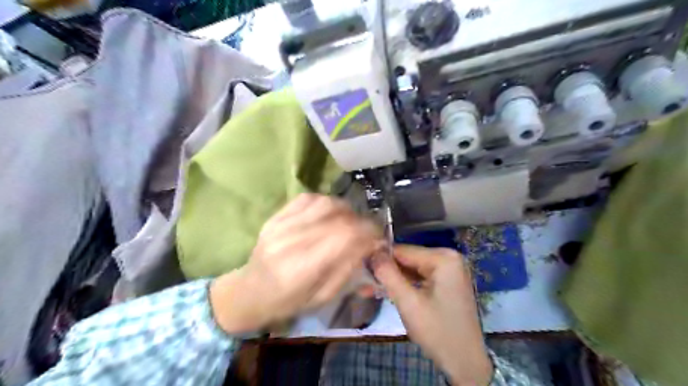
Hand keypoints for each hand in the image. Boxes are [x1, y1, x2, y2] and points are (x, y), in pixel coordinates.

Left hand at [210, 194, 381, 332]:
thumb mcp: (324, 297)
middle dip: (360, 221)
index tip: (378, 237)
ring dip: (345, 209)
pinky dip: (326, 202)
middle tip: (365, 231)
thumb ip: (349, 268)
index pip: (344, 236)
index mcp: (303, 268)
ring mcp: (281, 224)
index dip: (368, 231)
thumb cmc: (289, 301)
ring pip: (324, 203)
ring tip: (349, 221)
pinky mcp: (276, 216)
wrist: (251, 291)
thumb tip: (370, 244)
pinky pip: (308, 198)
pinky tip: (329, 214)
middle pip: (337, 216)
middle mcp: (291, 241)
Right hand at [374, 246, 491, 383]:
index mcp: (444, 258)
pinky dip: (404, 285)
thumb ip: (388, 274)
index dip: (380, 258)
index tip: (360, 267)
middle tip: (363, 282)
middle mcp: (449, 259)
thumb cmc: (438, 331)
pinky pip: (420, 278)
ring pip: (412, 270)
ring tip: (368, 288)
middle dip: (386, 272)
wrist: (465, 363)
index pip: (403, 251)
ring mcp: (449, 271)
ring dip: (392, 280)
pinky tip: (386, 292)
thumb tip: (372, 252)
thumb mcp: (408, 302)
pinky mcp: (446, 283)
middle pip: (408, 259)